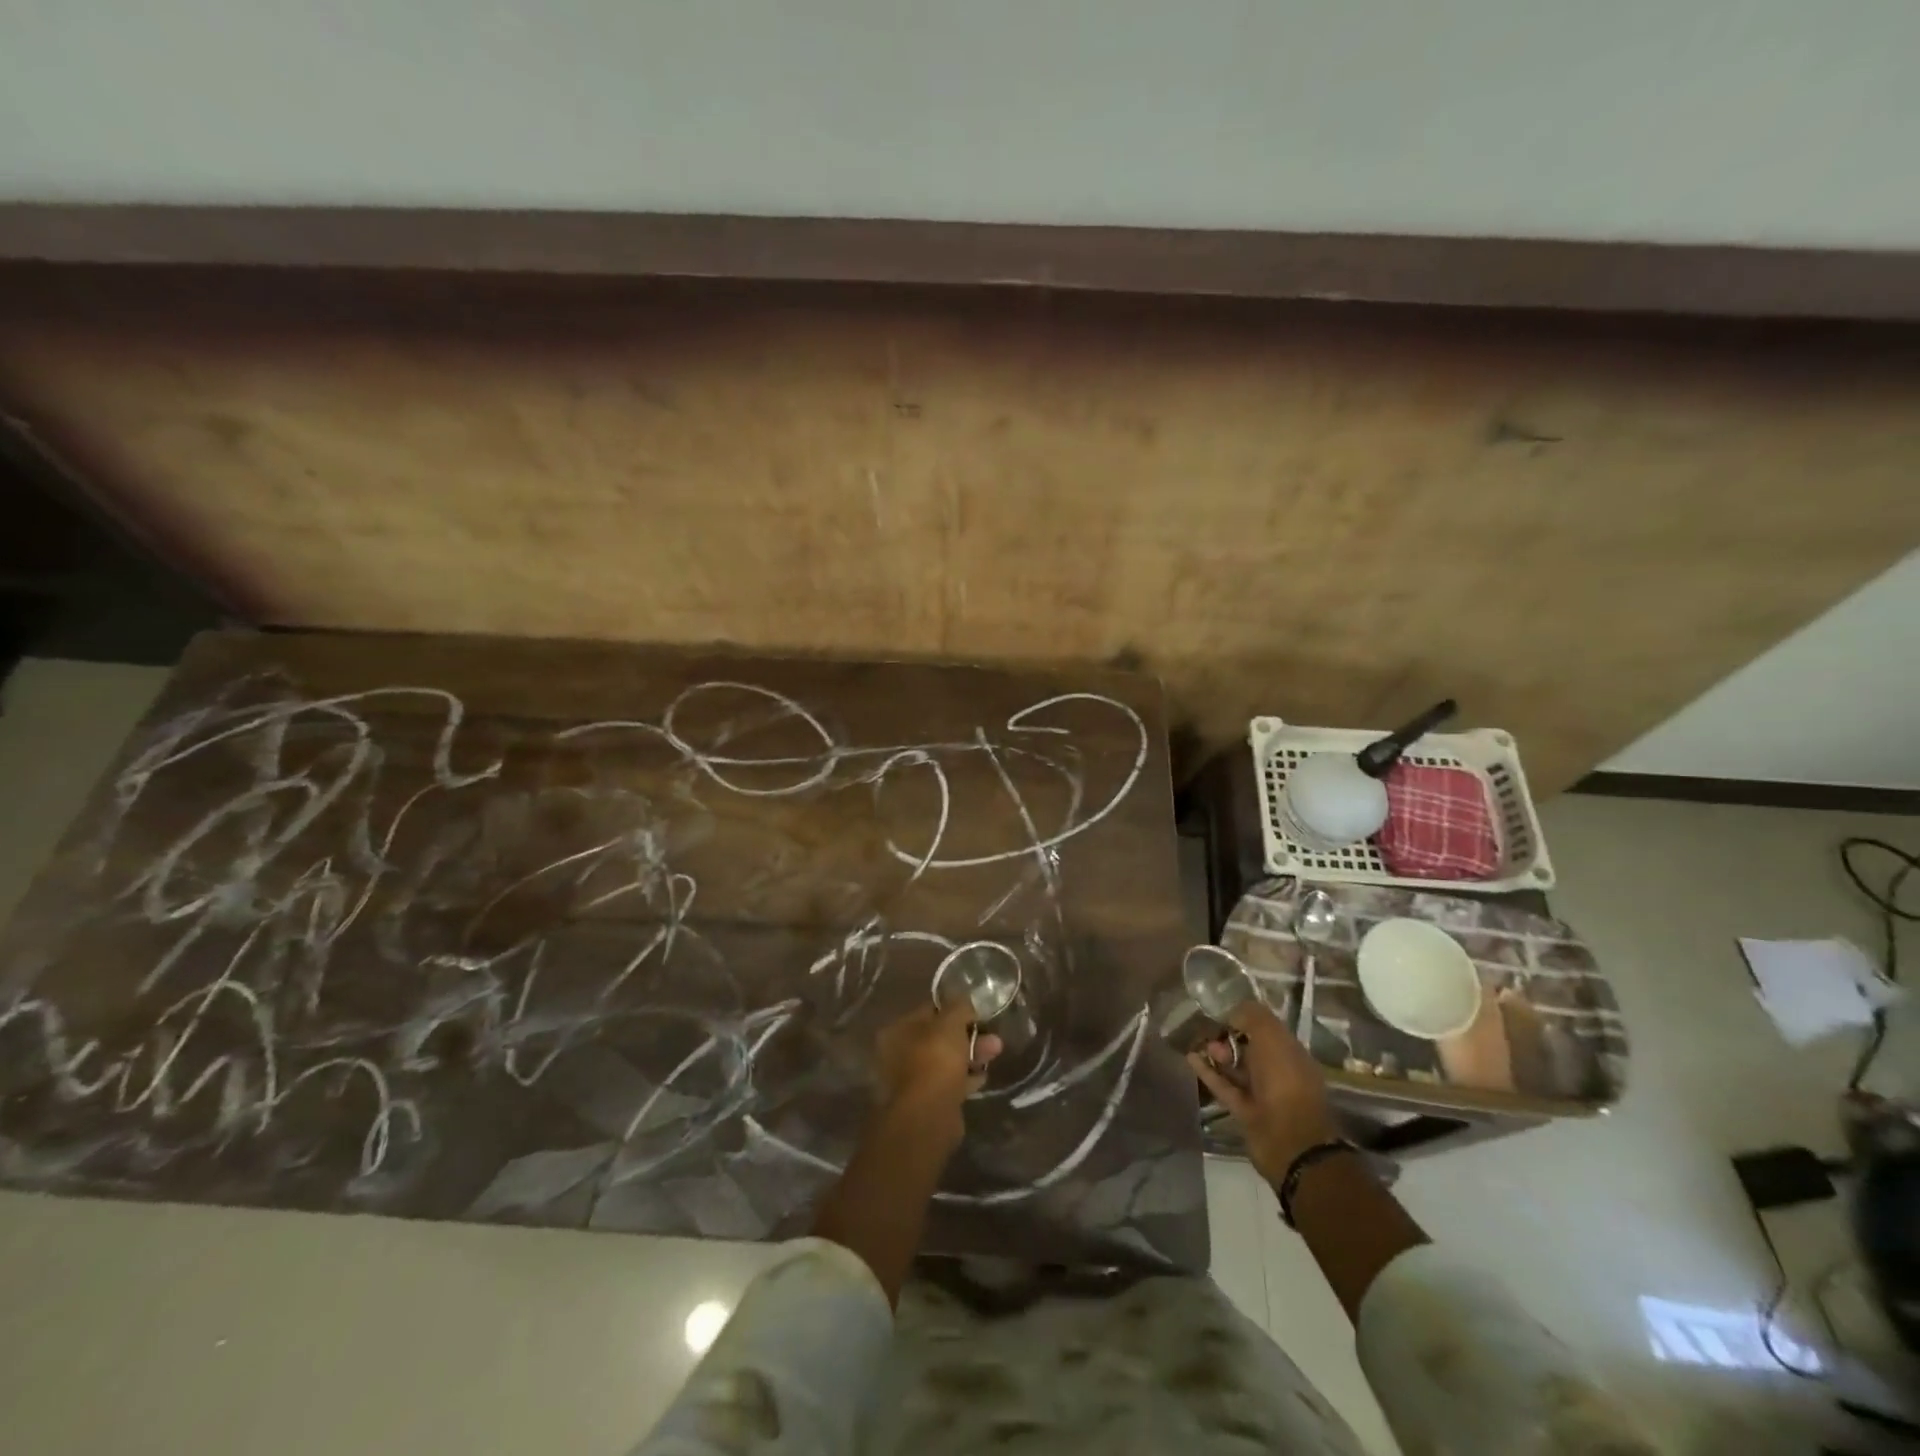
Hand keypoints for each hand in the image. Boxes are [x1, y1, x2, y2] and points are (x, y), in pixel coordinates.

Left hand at [872, 1003, 1002, 1150]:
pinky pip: (949, 1083)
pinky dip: (965, 1078)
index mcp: (896, 1031)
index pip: (928, 1011)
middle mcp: (898, 1055)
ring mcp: (912, 1081)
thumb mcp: (950, 1022)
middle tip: (992, 1035)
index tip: (976, 1013)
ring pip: (946, 1061)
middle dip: (967, 1035)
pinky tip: (982, 1076)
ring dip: (971, 1055)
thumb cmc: (935, 1058)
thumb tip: (966, 1003)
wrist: (929, 1114)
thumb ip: (959, 1007)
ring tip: (996, 1052)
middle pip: (938, 1038)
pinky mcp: (927, 1102)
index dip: (954, 1010)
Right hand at [1189, 1000, 1338, 1185]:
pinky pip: (1224, 1086)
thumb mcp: (1272, 1036)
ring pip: (1236, 1068)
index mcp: (1292, 1053)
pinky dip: (1208, 1072)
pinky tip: (1191, 1058)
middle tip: (1211, 1029)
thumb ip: (1252, 1016)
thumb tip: (1232, 1012)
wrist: (1288, 1140)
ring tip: (1200, 1043)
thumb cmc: (1285, 1081)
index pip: (1267, 1030)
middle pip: (1250, 1048)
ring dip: (1218, 1054)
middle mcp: (1279, 1072)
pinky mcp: (1243, 1111)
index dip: (1246, 1018)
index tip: (1223, 1011)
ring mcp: (1261, 1094)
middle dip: (1229, 1036)